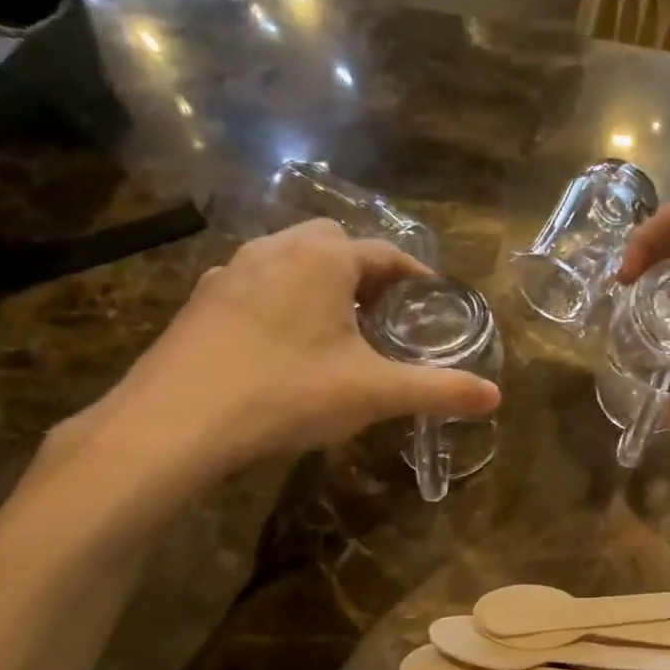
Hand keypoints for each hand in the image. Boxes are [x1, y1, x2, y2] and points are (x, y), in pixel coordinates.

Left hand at [79, 220, 499, 481]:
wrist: (173, 424)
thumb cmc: (287, 394)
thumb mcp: (375, 393)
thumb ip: (438, 390)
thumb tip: (495, 395)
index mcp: (322, 260)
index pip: (384, 253)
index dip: (415, 276)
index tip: (434, 300)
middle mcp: (274, 250)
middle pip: (333, 245)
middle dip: (365, 273)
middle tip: (385, 315)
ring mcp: (229, 274)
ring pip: (289, 262)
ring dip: (321, 285)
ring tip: (339, 330)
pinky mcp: (200, 303)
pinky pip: (256, 286)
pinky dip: (283, 302)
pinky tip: (286, 347)